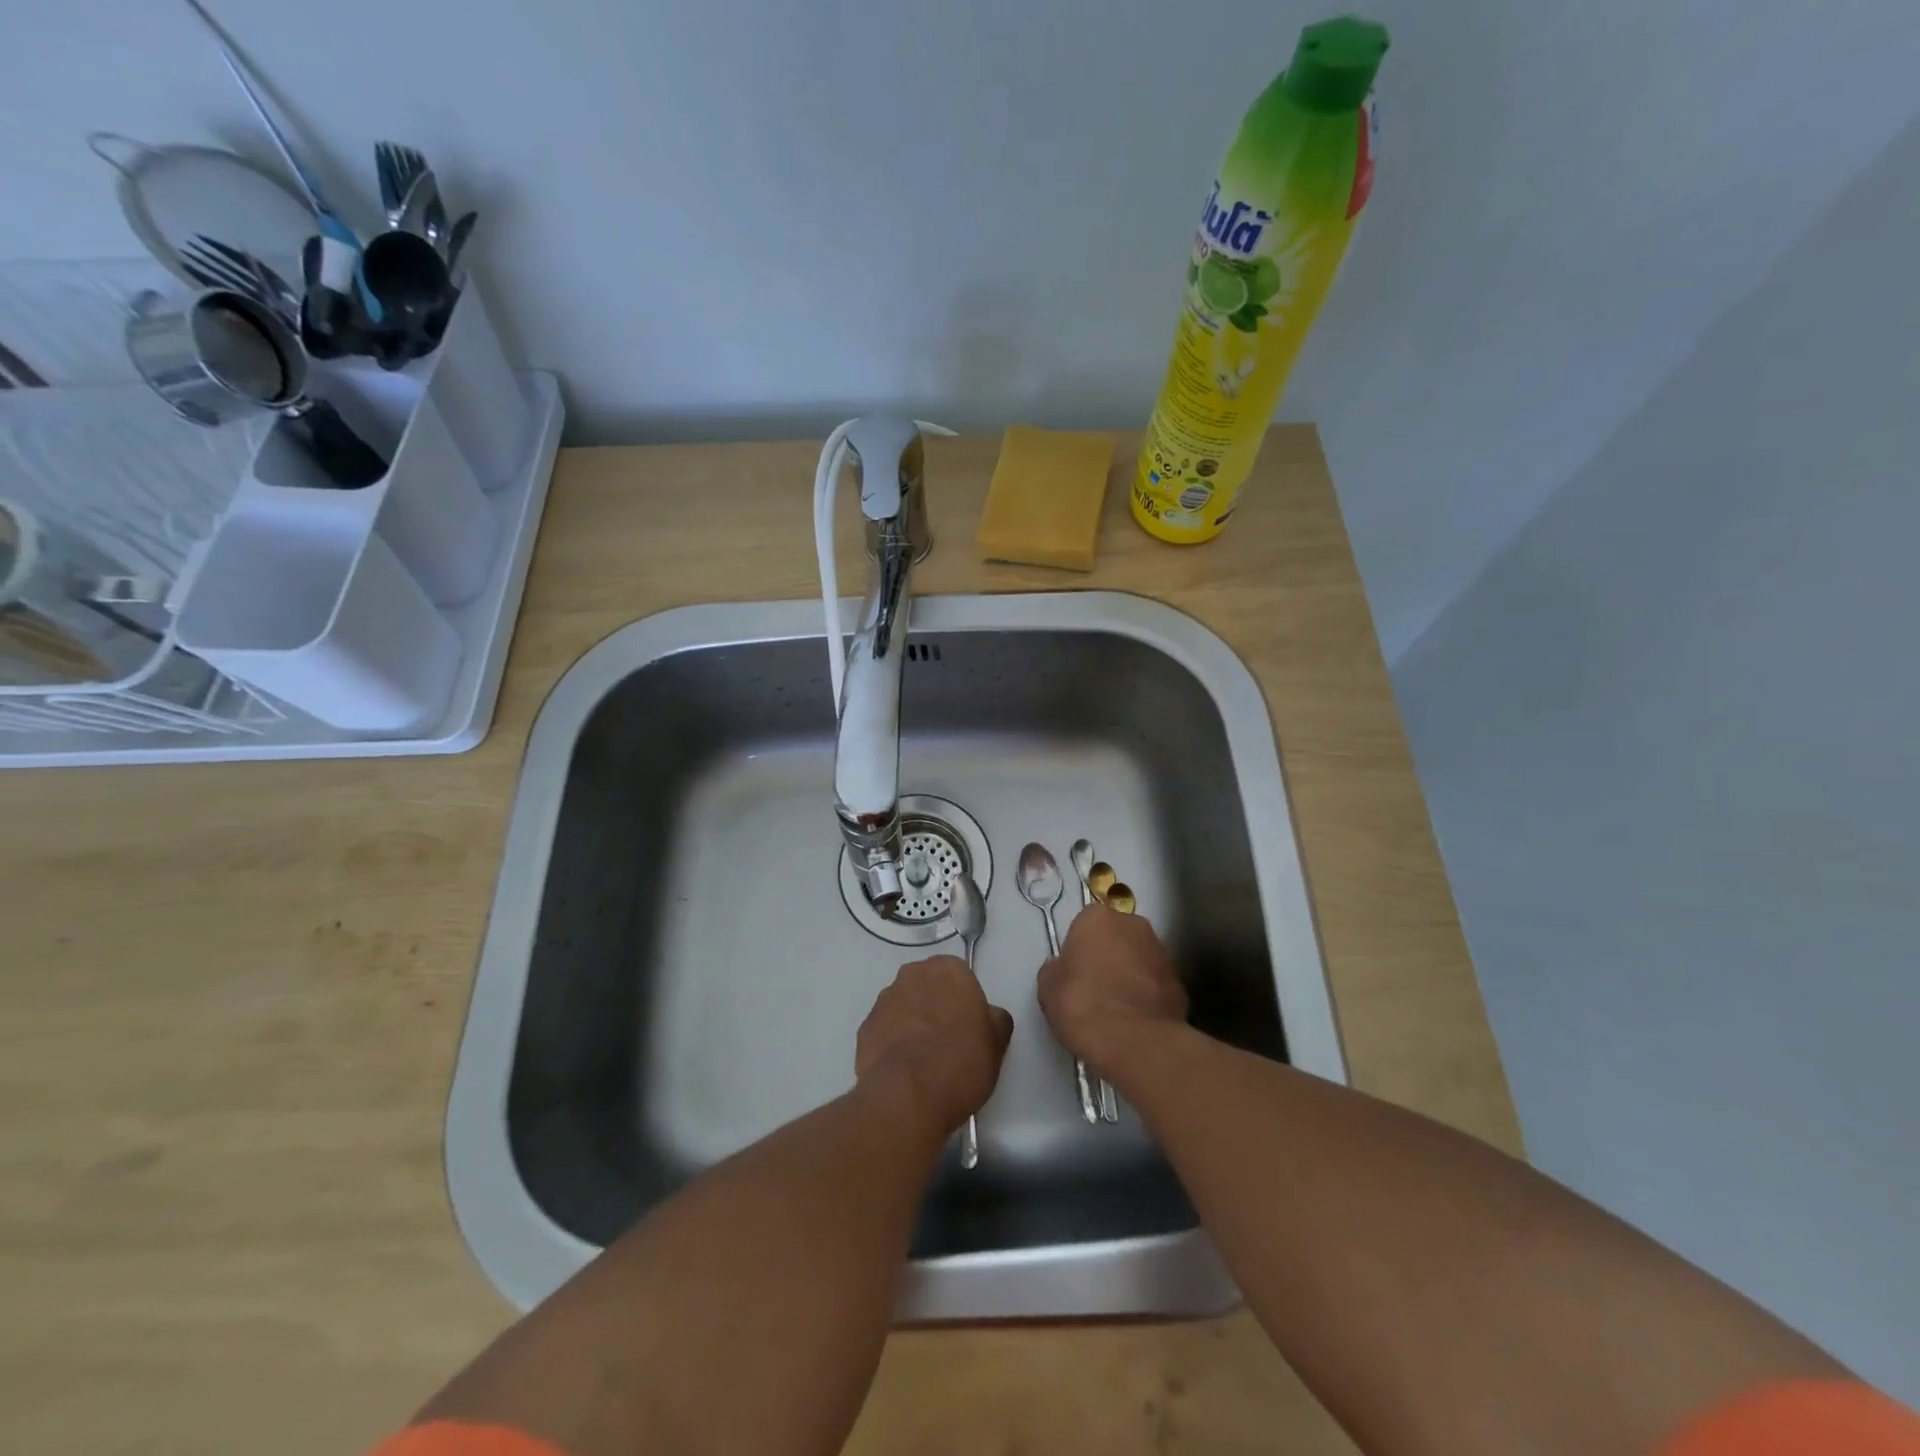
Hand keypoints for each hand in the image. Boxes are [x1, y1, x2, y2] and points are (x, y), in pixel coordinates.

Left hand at [855, 956, 1014, 1133]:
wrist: (907, 1096)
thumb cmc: (960, 1063)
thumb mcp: (996, 1044)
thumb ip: (995, 1020)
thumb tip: (989, 1016)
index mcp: (948, 970)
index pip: (960, 977)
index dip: (965, 1002)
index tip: (969, 1027)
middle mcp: (912, 975)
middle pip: (928, 986)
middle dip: (936, 1006)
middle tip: (948, 1041)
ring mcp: (884, 1000)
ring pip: (904, 1006)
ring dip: (912, 1022)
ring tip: (923, 1060)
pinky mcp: (864, 1027)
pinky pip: (885, 1030)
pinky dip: (892, 1043)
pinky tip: (903, 1070)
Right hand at [1037, 905, 1187, 1071]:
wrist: (1135, 1042)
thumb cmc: (1082, 1004)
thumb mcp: (1047, 986)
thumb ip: (1057, 968)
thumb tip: (1065, 969)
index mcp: (1098, 917)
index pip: (1084, 924)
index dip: (1078, 948)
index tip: (1073, 972)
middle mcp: (1134, 925)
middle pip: (1116, 936)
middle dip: (1108, 955)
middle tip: (1094, 986)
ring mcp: (1162, 953)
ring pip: (1139, 959)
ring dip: (1129, 974)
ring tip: (1116, 1008)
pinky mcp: (1180, 983)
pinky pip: (1155, 984)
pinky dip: (1146, 996)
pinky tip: (1135, 1020)